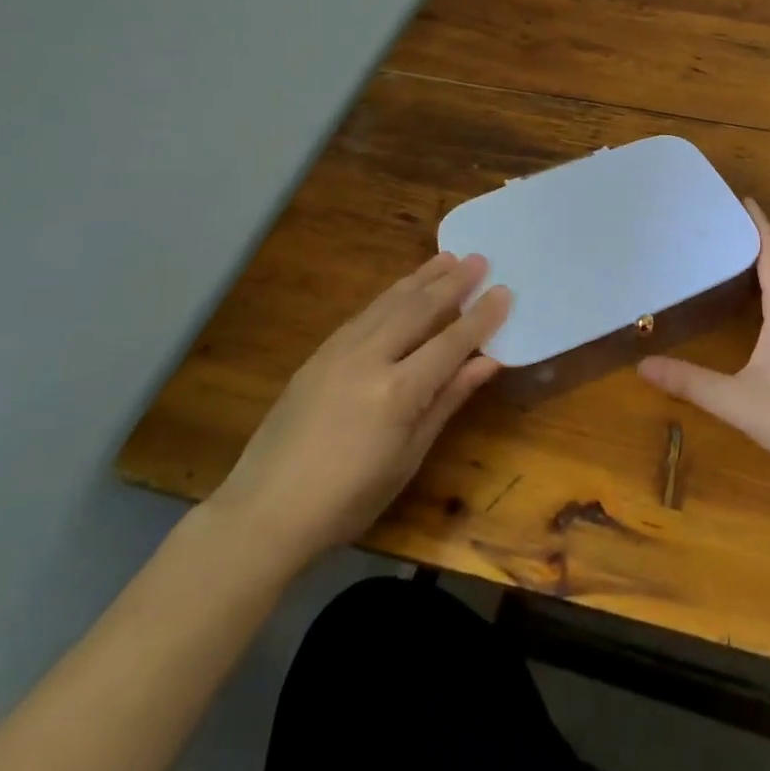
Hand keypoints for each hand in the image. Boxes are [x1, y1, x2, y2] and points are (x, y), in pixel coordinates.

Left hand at [205, 252, 509, 565]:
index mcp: (397, 392)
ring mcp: (338, 352)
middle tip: (479, 259)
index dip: (481, 316)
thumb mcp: (409, 456)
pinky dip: (390, 296)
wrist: (265, 512)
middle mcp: (369, 359)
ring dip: (421, 279)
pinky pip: (364, 315)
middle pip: (419, 310)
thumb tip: (487, 362)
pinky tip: (402, 290)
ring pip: (388, 303)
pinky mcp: (318, 355)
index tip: (504, 291)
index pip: (451, 342)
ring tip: (446, 258)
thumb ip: (448, 400)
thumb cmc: (349, 498)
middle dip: (453, 282)